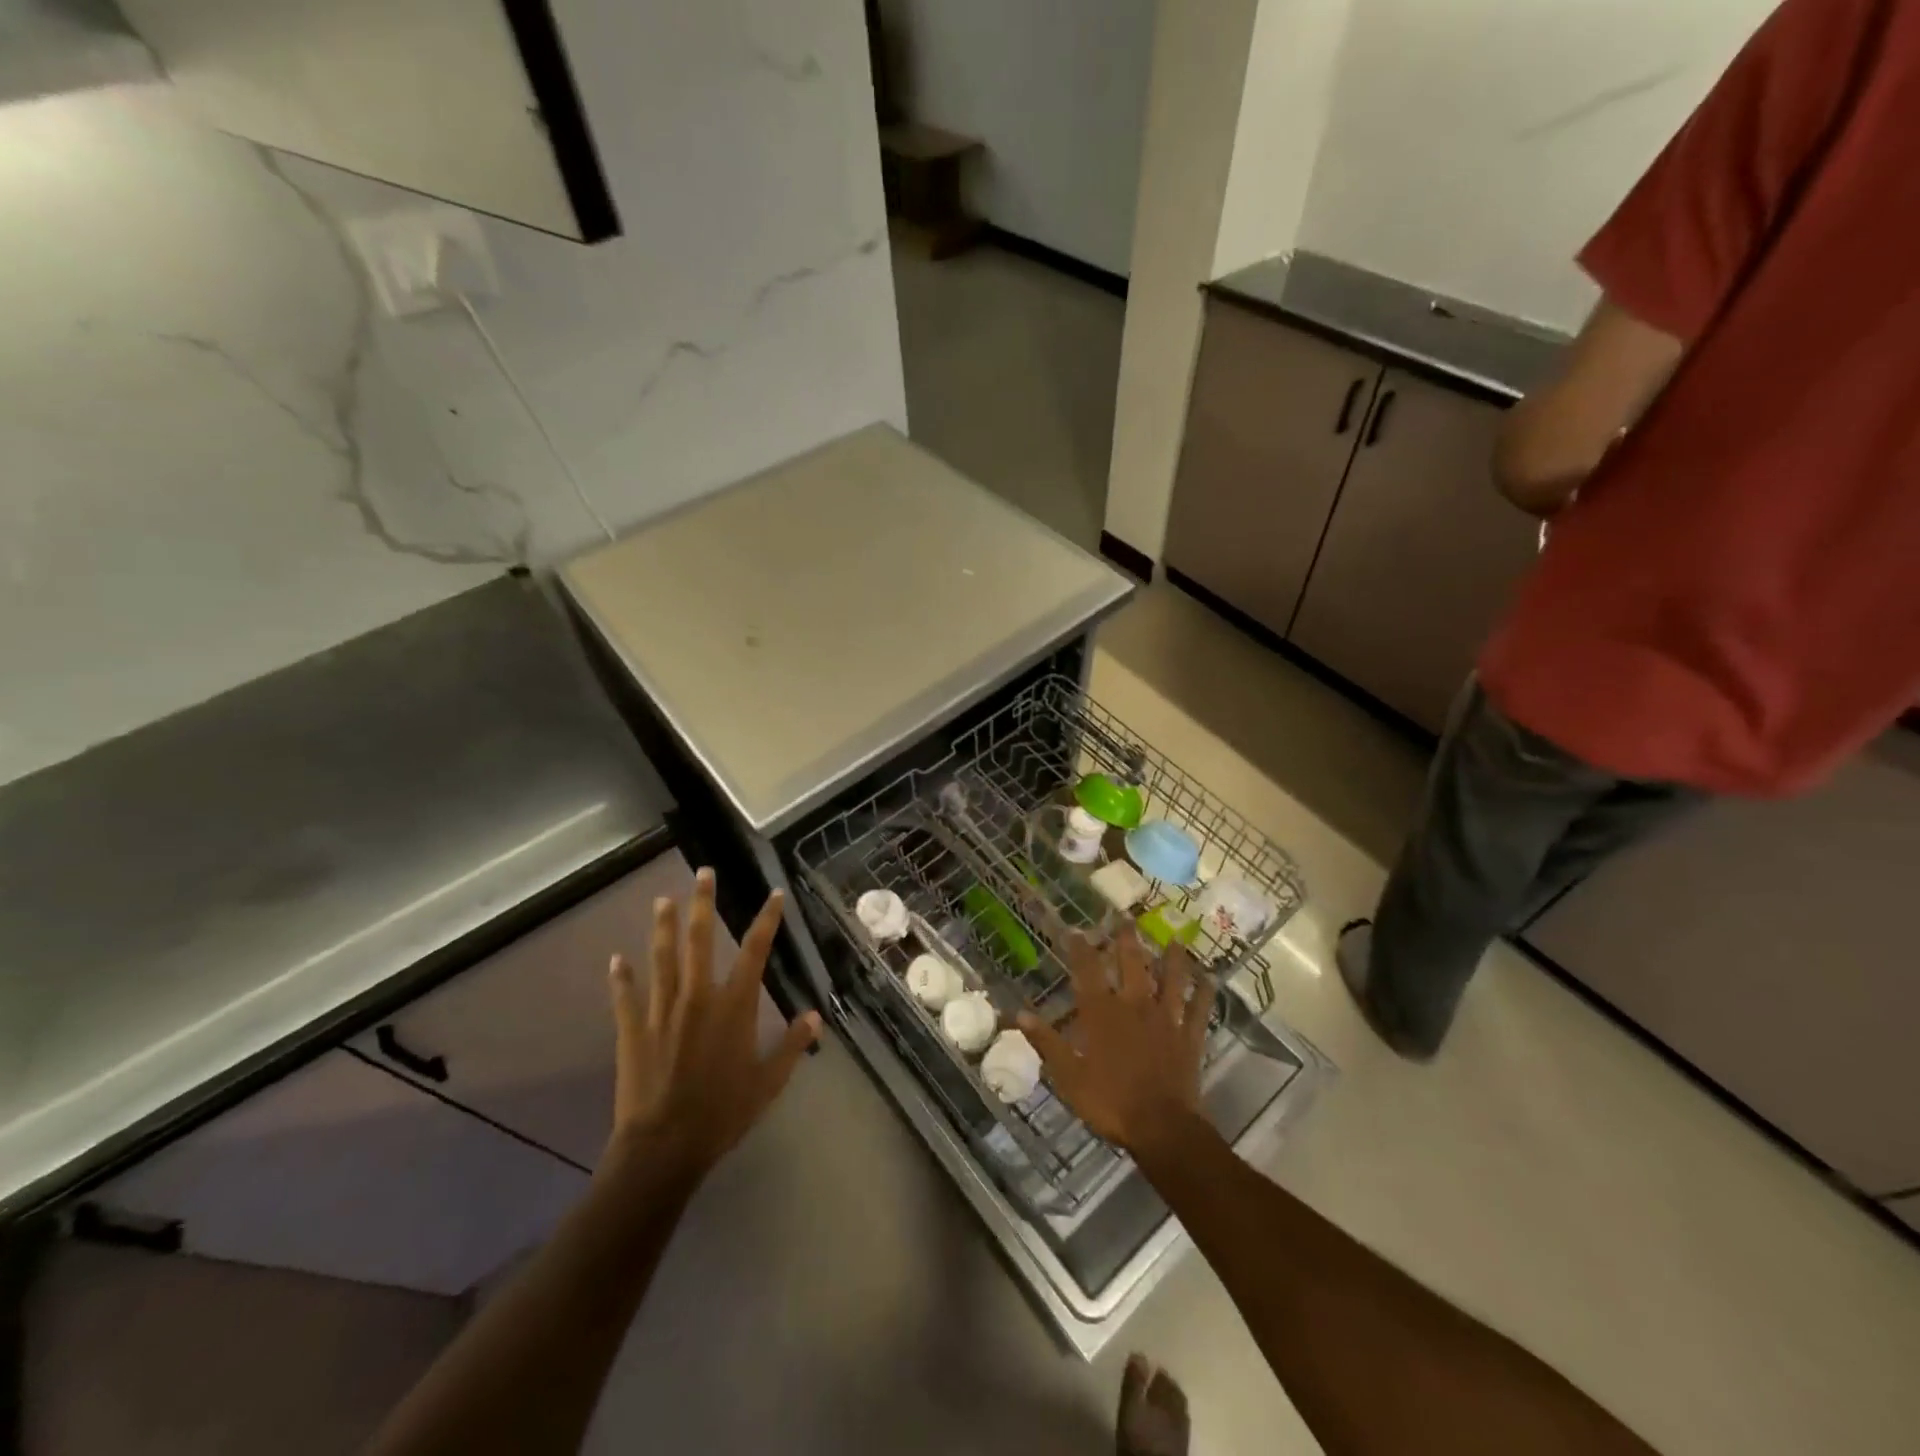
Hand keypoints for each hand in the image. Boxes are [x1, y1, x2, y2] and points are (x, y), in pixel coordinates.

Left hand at [607, 868, 819, 1181]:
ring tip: (662, 901)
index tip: (773, 894)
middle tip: (703, 873)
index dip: (766, 920)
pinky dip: (621, 977)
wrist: (664, 1146)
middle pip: (701, 940)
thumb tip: (814, 1016)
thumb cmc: (722, 1113)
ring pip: (663, 958)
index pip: (755, 951)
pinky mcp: (633, 1030)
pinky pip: (626, 996)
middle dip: (704, 904)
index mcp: (734, 1006)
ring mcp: (661, 1010)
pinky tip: (616, 959)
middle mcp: (698, 997)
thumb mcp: (768, 1083)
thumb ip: (792, 1046)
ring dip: (663, 927)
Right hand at [1018, 932, 1214, 1154]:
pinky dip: (1205, 993)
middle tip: (1126, 919)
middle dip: (1127, 940)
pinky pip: (1200, 1010)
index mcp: (1102, 1014)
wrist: (1162, 1128)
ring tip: (1175, 939)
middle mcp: (1135, 1006)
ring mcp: (1166, 1019)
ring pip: (1171, 979)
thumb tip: (1020, 1013)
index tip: (1075, 930)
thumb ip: (1047, 1042)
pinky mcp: (1190, 1037)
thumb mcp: (1068, 1076)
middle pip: (1132, 964)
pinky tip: (1210, 979)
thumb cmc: (1110, 1102)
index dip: (1080, 948)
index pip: (1088, 972)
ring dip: (1172, 958)